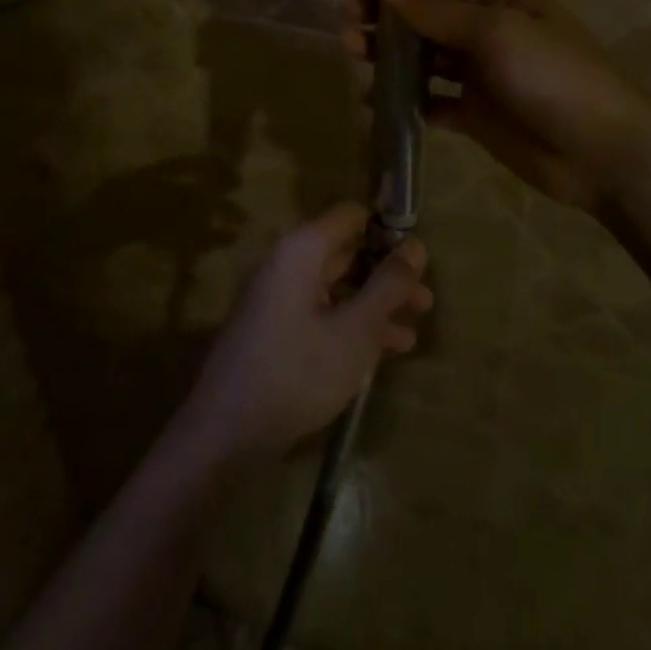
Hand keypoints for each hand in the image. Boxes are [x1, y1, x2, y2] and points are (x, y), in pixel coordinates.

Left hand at [181, 204, 432, 462]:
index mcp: (302, 250)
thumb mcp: (355, 331)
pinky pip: (322, 311)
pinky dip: (351, 324)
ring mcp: (278, 296)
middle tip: (425, 301)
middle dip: (387, 274)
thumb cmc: (295, 373)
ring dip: (375, 305)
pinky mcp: (275, 328)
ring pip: (337, 286)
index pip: (351, 216)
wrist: (224, 434)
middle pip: (347, 252)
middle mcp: (287, 262)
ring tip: (413, 330)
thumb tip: (416, 246)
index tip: (418, 258)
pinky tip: (383, 353)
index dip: (387, 229)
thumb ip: (388, 286)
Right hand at [342, 0, 650, 212]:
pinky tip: (376, 102)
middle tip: (347, 18)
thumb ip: (438, 10)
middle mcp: (489, 25)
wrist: (599, 152)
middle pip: (427, 10)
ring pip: (424, 54)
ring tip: (351, 51)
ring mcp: (481, 71)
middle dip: (387, 11)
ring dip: (389, 52)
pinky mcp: (475, 112)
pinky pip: (431, 99)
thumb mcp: (495, 32)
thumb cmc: (552, 74)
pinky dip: (406, 100)